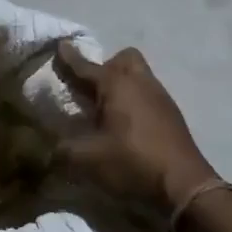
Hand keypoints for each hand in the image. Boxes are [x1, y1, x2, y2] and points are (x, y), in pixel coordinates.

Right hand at [54, 42, 216, 224]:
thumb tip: (48, 149)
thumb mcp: (87, 160)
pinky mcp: (172, 115)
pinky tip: (126, 126)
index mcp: (116, 85)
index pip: (86, 67)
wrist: (183, 186)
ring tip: (106, 110)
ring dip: (122, 84)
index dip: (70, 58)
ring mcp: (161, 97)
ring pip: (139, 76)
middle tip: (91, 89)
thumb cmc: (132, 163)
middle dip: (105, 67)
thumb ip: (63, 150)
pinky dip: (135, 101)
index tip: (60, 46)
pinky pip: (148, 94)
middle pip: (123, 58)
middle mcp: (140, 83)